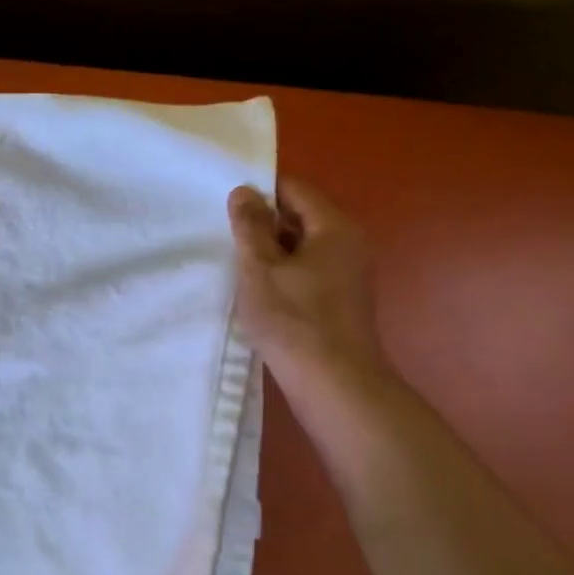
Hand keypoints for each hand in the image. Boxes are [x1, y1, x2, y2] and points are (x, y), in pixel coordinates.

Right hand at [228, 177, 386, 387]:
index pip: (295, 189)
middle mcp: (348, 244)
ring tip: (236, 264)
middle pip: (300, 217)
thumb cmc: (294, 319)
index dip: (260, 192)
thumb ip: (251, 226)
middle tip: (225, 236)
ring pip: (302, 248)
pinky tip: (258, 292)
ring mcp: (348, 275)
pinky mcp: (341, 301)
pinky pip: (307, 273)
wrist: (334, 384)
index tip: (227, 207)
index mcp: (334, 227)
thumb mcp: (260, 268)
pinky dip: (283, 275)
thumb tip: (245, 190)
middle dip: (263, 224)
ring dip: (270, 253)